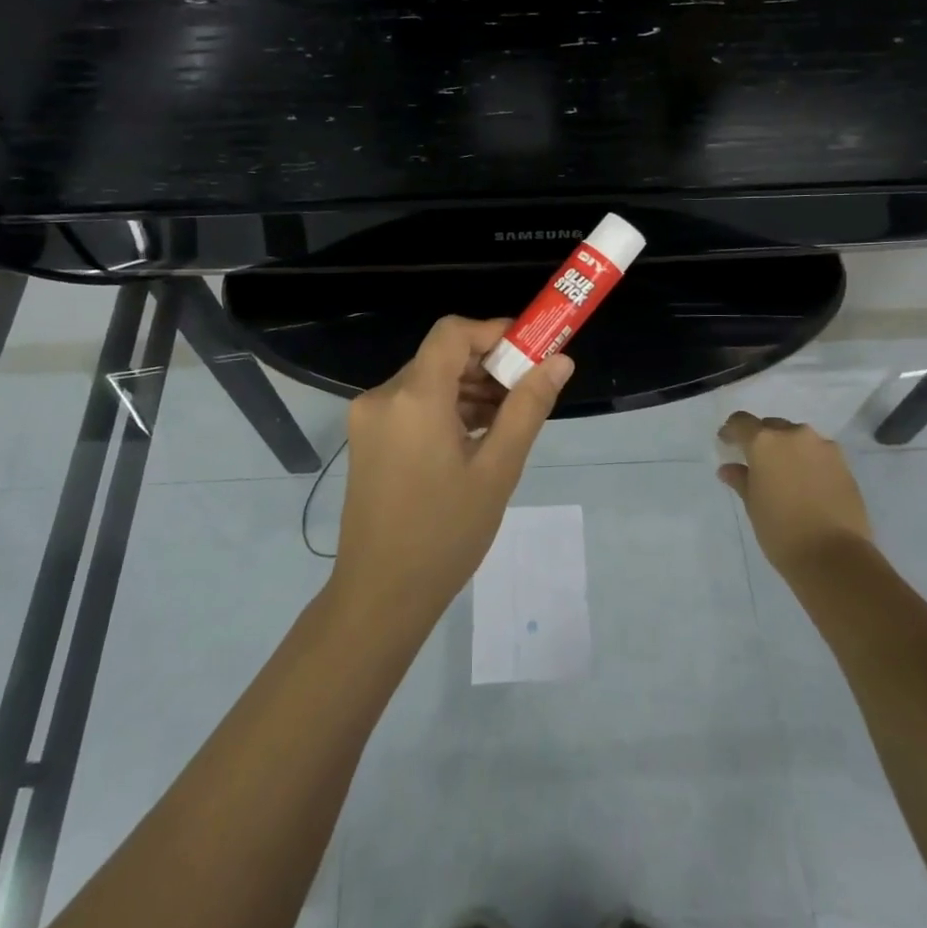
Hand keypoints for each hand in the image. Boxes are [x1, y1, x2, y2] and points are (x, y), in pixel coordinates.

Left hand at [331, 316, 573, 628]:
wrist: (380, 596)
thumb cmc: (445, 534)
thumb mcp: (497, 470)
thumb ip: (527, 408)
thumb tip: (560, 361)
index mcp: (413, 398)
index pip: (452, 333)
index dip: (493, 331)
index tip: (530, 350)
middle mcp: (383, 397)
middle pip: (441, 357)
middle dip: (488, 365)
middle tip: (528, 390)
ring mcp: (369, 419)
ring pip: (427, 380)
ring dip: (468, 388)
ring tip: (507, 420)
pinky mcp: (367, 439)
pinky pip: (412, 405)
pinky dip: (445, 408)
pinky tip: (475, 436)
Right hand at [717, 412, 872, 578]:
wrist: (835, 557)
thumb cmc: (781, 531)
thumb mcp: (753, 505)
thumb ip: (741, 480)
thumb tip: (729, 468)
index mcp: (764, 442)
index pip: (741, 422)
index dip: (731, 431)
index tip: (726, 444)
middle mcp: (794, 435)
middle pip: (772, 427)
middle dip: (762, 440)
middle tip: (756, 463)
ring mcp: (823, 447)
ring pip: (798, 439)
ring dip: (788, 450)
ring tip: (784, 475)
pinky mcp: (844, 463)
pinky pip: (818, 453)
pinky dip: (808, 462)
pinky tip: (806, 484)